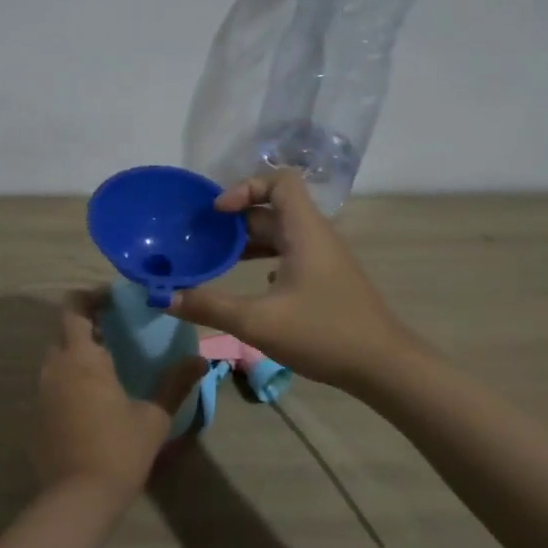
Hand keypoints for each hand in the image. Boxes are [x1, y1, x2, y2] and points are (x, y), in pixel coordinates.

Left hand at [36, 293, 207, 506]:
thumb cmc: (119, 450)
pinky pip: (51, 385)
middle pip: (64, 332)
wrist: (77, 499)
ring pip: (56, 359)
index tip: (113, 300)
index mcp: (82, 358)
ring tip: (107, 366)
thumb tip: (200, 359)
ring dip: (76, 355)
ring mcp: (41, 393)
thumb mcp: (154, 417)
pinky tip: (91, 401)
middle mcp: (55, 368)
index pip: (73, 308)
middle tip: (116, 333)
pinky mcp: (35, 417)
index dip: (89, 297)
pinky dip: (68, 382)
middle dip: (86, 326)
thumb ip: (176, 384)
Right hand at [171, 170, 414, 391]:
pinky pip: (289, 255)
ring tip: (215, 260)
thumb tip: (164, 297)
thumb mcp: (257, 321)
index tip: (218, 213)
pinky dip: (264, 260)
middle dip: (235, 220)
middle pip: (273, 209)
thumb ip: (209, 306)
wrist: (383, 366)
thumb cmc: (323, 333)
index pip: (280, 180)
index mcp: (304, 231)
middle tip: (201, 239)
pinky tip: (248, 285)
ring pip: (280, 235)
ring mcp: (323, 259)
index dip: (246, 187)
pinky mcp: (325, 280)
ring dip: (248, 242)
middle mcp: (315, 236)